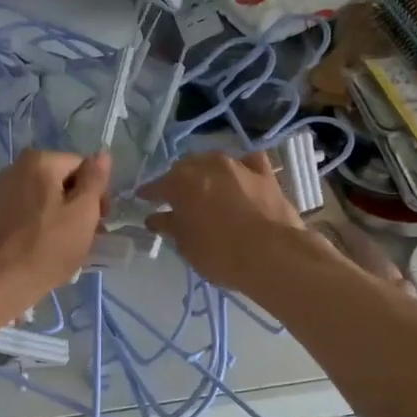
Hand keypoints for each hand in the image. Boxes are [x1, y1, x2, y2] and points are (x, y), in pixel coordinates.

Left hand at [0, 150, 110, 312]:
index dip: (97, 193)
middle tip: (87, 236)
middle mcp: (17, 167)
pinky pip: (30, 209)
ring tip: (68, 244)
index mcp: (40, 161)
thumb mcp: (82, 213)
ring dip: (63, 215)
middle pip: (63, 179)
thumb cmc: (47, 248)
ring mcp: (3, 190)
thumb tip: (102, 154)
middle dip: (79, 204)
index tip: (100, 222)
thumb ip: (95, 180)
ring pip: (46, 196)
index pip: (83, 166)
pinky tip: (47, 245)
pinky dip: (43, 222)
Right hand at [140, 151, 306, 295]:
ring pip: (214, 161)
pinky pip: (248, 163)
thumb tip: (155, 217)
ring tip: (205, 187)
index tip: (142, 199)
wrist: (273, 255)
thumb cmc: (220, 253)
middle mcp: (208, 165)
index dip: (149, 193)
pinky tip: (240, 177)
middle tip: (176, 198)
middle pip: (186, 168)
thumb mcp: (187, 245)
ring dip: (206, 171)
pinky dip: (240, 168)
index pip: (157, 185)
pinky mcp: (265, 174)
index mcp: (181, 182)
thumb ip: (170, 227)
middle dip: (178, 180)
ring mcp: (238, 166)